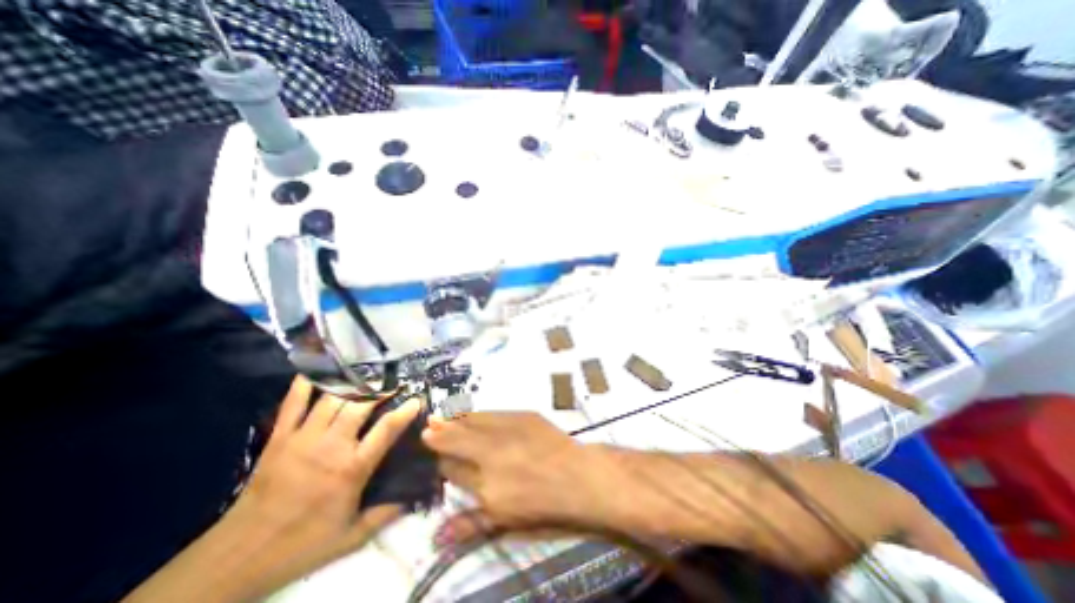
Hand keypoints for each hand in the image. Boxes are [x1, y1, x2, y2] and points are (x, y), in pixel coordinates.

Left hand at [227, 376, 419, 579]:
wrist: (239, 555)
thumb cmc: (303, 543)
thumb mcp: (352, 537)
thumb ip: (386, 514)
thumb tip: (414, 496)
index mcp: (352, 469)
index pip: (386, 430)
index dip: (405, 412)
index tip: (417, 400)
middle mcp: (331, 447)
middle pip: (360, 406)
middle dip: (380, 390)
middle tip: (394, 382)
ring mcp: (303, 439)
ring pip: (333, 399)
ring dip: (353, 384)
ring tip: (368, 374)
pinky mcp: (280, 438)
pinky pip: (293, 403)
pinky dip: (305, 384)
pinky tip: (318, 370)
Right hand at [420, 415, 622, 547]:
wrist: (575, 474)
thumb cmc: (542, 503)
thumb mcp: (505, 521)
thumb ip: (470, 525)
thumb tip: (436, 538)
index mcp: (485, 483)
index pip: (452, 468)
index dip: (441, 460)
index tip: (433, 451)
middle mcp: (491, 453)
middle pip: (457, 440)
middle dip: (440, 434)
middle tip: (427, 426)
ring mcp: (507, 430)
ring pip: (472, 422)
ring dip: (455, 419)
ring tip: (441, 415)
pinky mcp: (522, 416)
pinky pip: (493, 413)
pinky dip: (478, 414)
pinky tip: (471, 412)